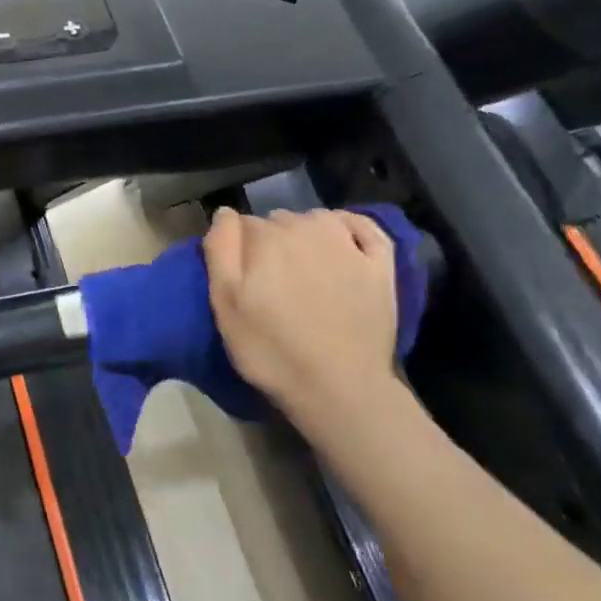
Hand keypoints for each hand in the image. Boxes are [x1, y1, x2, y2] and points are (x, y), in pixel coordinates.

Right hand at [203, 207, 419, 462]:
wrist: (338, 388)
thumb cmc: (270, 349)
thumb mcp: (223, 303)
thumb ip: (220, 249)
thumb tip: (225, 212)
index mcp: (265, 236)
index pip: (240, 225)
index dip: (236, 249)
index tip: (238, 277)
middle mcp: (306, 227)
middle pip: (277, 221)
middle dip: (269, 242)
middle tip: (268, 281)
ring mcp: (348, 244)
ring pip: (315, 219)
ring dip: (304, 234)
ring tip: (301, 269)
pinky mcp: (380, 264)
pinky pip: (363, 225)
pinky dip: (349, 225)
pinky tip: (341, 240)